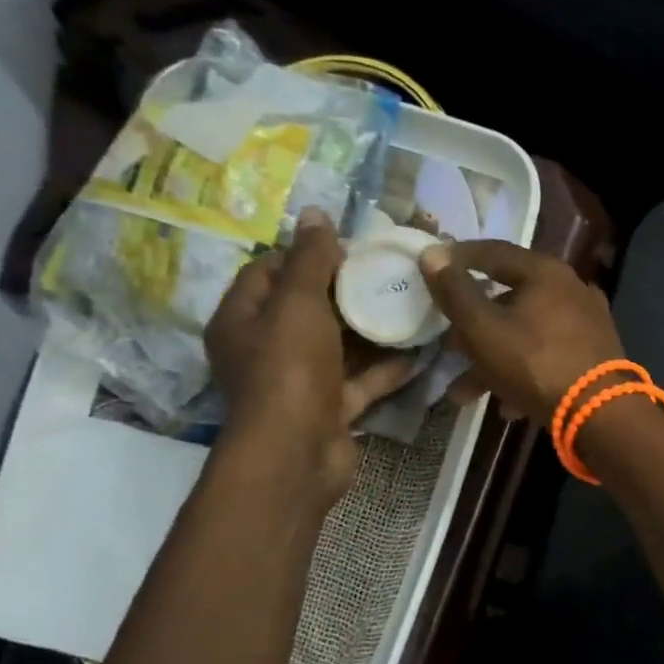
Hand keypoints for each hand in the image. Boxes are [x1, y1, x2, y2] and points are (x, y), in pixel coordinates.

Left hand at [206, 210, 413, 489]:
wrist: (298, 452)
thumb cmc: (289, 368)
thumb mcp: (298, 303)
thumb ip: (309, 259)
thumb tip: (313, 212)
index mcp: (243, 320)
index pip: (265, 271)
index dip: (302, 253)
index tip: (347, 245)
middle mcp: (266, 350)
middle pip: (306, 309)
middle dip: (344, 290)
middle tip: (385, 271)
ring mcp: (300, 382)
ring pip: (338, 346)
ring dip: (370, 329)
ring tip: (408, 303)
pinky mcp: (330, 408)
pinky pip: (361, 381)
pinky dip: (386, 368)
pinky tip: (419, 350)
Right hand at [419, 241, 623, 422]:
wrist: (601, 413)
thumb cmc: (535, 363)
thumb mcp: (483, 329)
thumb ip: (455, 292)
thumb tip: (432, 254)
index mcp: (545, 272)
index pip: (493, 252)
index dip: (458, 258)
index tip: (432, 268)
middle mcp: (571, 289)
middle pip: (509, 299)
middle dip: (472, 329)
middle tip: (448, 347)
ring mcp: (587, 322)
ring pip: (526, 333)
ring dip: (492, 360)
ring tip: (464, 393)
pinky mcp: (594, 354)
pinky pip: (548, 355)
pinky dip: (523, 373)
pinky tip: (506, 406)